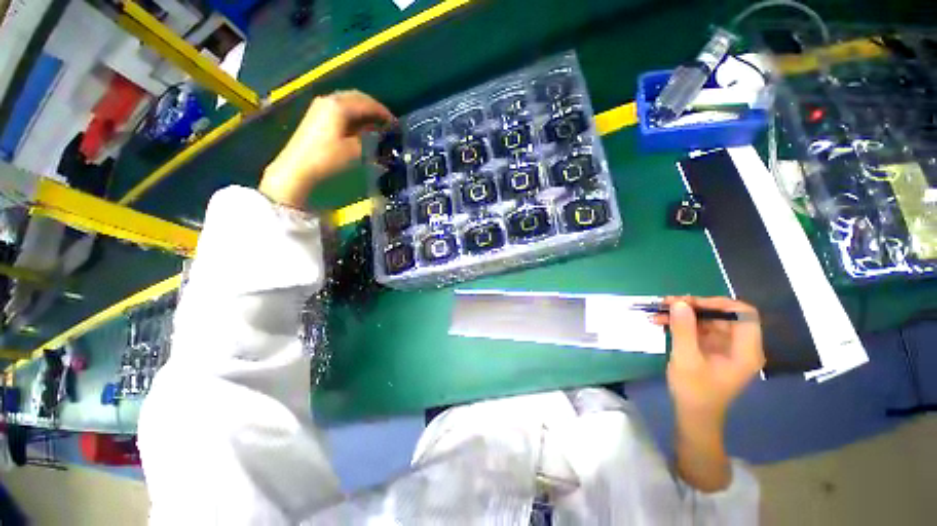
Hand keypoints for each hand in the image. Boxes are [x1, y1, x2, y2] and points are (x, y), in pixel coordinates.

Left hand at [260, 90, 394, 208]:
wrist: (297, 166)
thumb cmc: (327, 157)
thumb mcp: (354, 150)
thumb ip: (369, 138)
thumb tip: (379, 132)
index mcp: (339, 106)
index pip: (367, 103)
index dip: (383, 112)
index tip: (395, 123)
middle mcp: (329, 100)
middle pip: (357, 97)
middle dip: (373, 108)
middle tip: (386, 121)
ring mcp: (321, 106)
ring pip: (348, 102)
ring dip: (363, 110)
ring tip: (376, 124)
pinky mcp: (317, 115)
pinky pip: (340, 108)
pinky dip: (353, 114)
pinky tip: (360, 126)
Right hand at [653, 296, 764, 423]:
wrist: (693, 414)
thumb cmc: (694, 391)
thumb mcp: (686, 359)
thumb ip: (684, 330)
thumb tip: (679, 302)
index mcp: (745, 350)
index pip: (743, 314)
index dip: (719, 303)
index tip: (690, 303)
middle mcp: (740, 345)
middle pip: (722, 314)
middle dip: (694, 306)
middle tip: (667, 303)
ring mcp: (726, 346)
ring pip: (708, 319)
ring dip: (684, 313)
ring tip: (659, 310)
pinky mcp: (712, 348)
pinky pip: (699, 328)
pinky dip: (682, 323)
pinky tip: (662, 321)